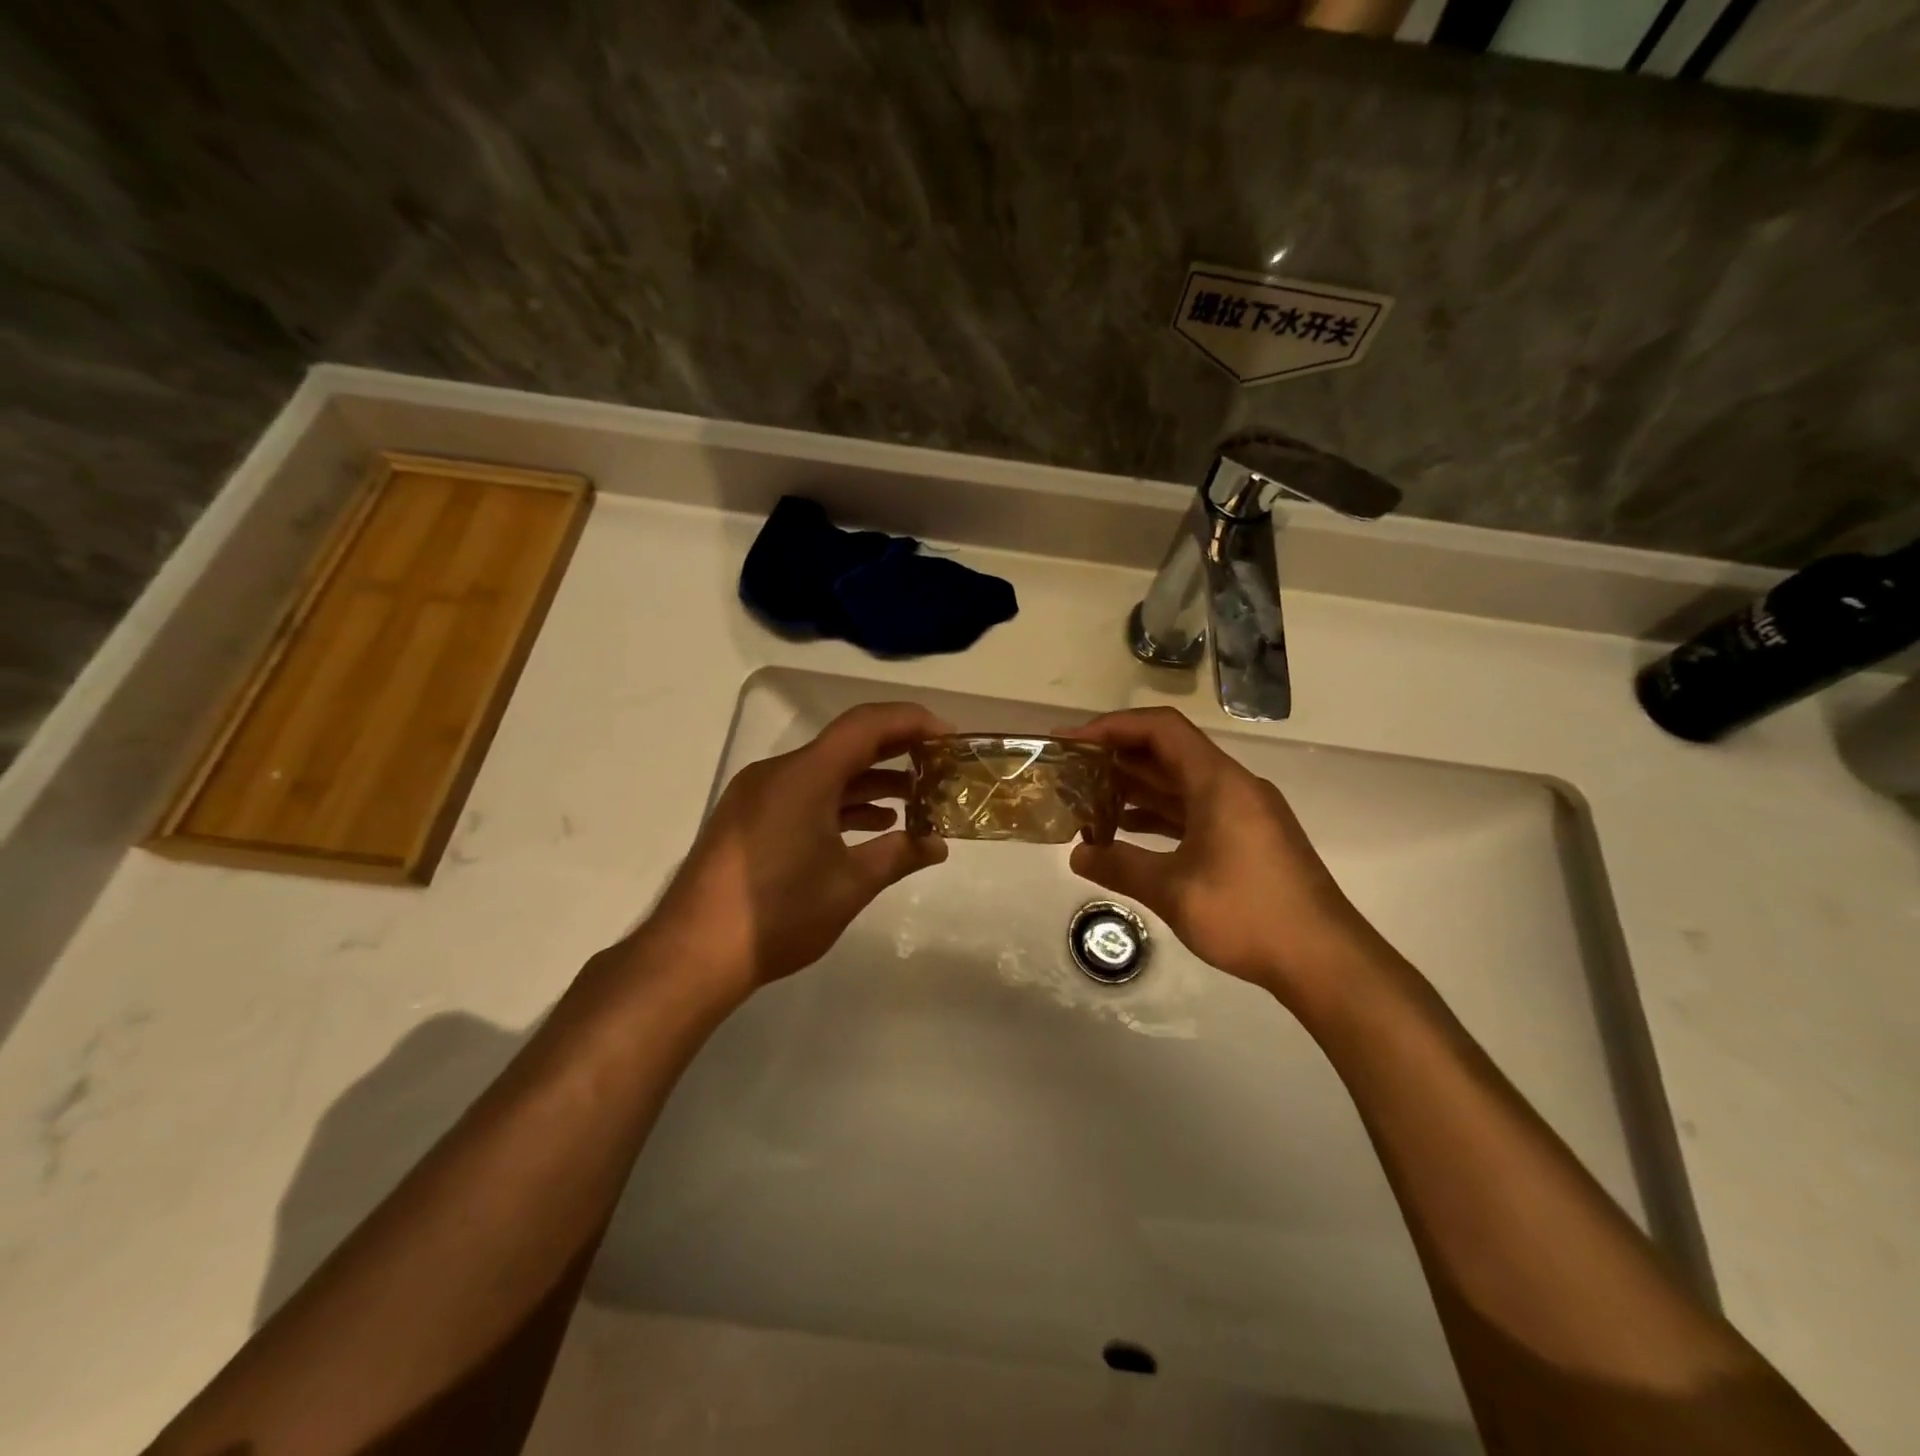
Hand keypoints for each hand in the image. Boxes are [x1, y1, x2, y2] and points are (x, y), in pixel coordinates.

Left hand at [640, 701, 950, 1002]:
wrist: (692, 954)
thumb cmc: (778, 914)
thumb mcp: (849, 885)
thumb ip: (898, 856)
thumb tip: (938, 845)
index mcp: (804, 775)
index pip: (866, 725)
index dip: (912, 722)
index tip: (949, 738)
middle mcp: (778, 772)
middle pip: (846, 744)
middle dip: (896, 751)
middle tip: (939, 765)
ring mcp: (758, 795)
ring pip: (825, 771)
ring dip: (869, 781)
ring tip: (915, 800)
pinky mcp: (749, 818)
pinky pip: (804, 794)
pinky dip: (840, 802)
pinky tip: (871, 825)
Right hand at [1067, 707, 1394, 1018]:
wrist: (1325, 960)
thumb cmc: (1249, 915)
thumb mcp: (1173, 891)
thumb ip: (1120, 867)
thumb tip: (1077, 856)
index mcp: (1219, 782)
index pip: (1161, 729)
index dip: (1112, 727)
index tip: (1071, 743)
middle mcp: (1233, 786)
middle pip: (1169, 752)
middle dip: (1117, 757)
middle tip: (1071, 771)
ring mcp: (1243, 812)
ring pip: (1181, 783)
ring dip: (1136, 787)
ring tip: (1089, 799)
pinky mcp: (1248, 838)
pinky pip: (1195, 809)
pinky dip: (1159, 814)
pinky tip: (1128, 830)